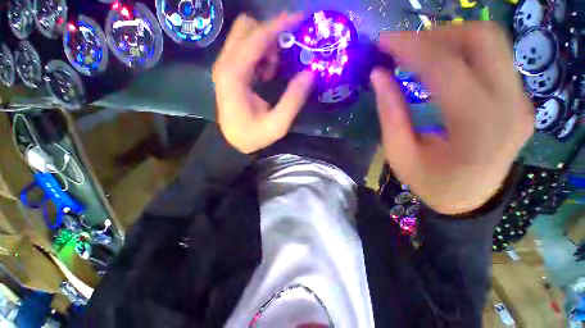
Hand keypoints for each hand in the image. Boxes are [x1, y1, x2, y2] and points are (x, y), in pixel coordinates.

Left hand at [213, 13, 314, 153]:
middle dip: (271, 36)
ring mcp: (225, 66)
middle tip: (285, 56)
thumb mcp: (278, 124)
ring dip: (265, 46)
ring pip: (245, 36)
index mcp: (234, 75)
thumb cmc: (254, 136)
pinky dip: (260, 54)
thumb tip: (310, 73)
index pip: (257, 37)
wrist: (233, 143)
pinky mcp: (228, 72)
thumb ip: (294, 99)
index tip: (301, 19)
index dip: (280, 25)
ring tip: (274, 71)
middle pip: (247, 28)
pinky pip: (245, 49)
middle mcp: (225, 64)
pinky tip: (266, 74)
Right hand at [371, 23, 533, 214]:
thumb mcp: (399, 154)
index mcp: (476, 128)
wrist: (469, 199)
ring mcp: (521, 100)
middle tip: (403, 46)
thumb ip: (390, 113)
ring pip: (491, 42)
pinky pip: (494, 58)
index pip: (446, 68)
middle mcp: (510, 106)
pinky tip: (440, 62)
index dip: (411, 47)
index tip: (384, 41)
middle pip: (481, 40)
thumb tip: (379, 75)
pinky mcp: (520, 98)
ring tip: (419, 52)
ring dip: (450, 37)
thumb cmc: (430, 182)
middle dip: (436, 34)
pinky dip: (463, 50)